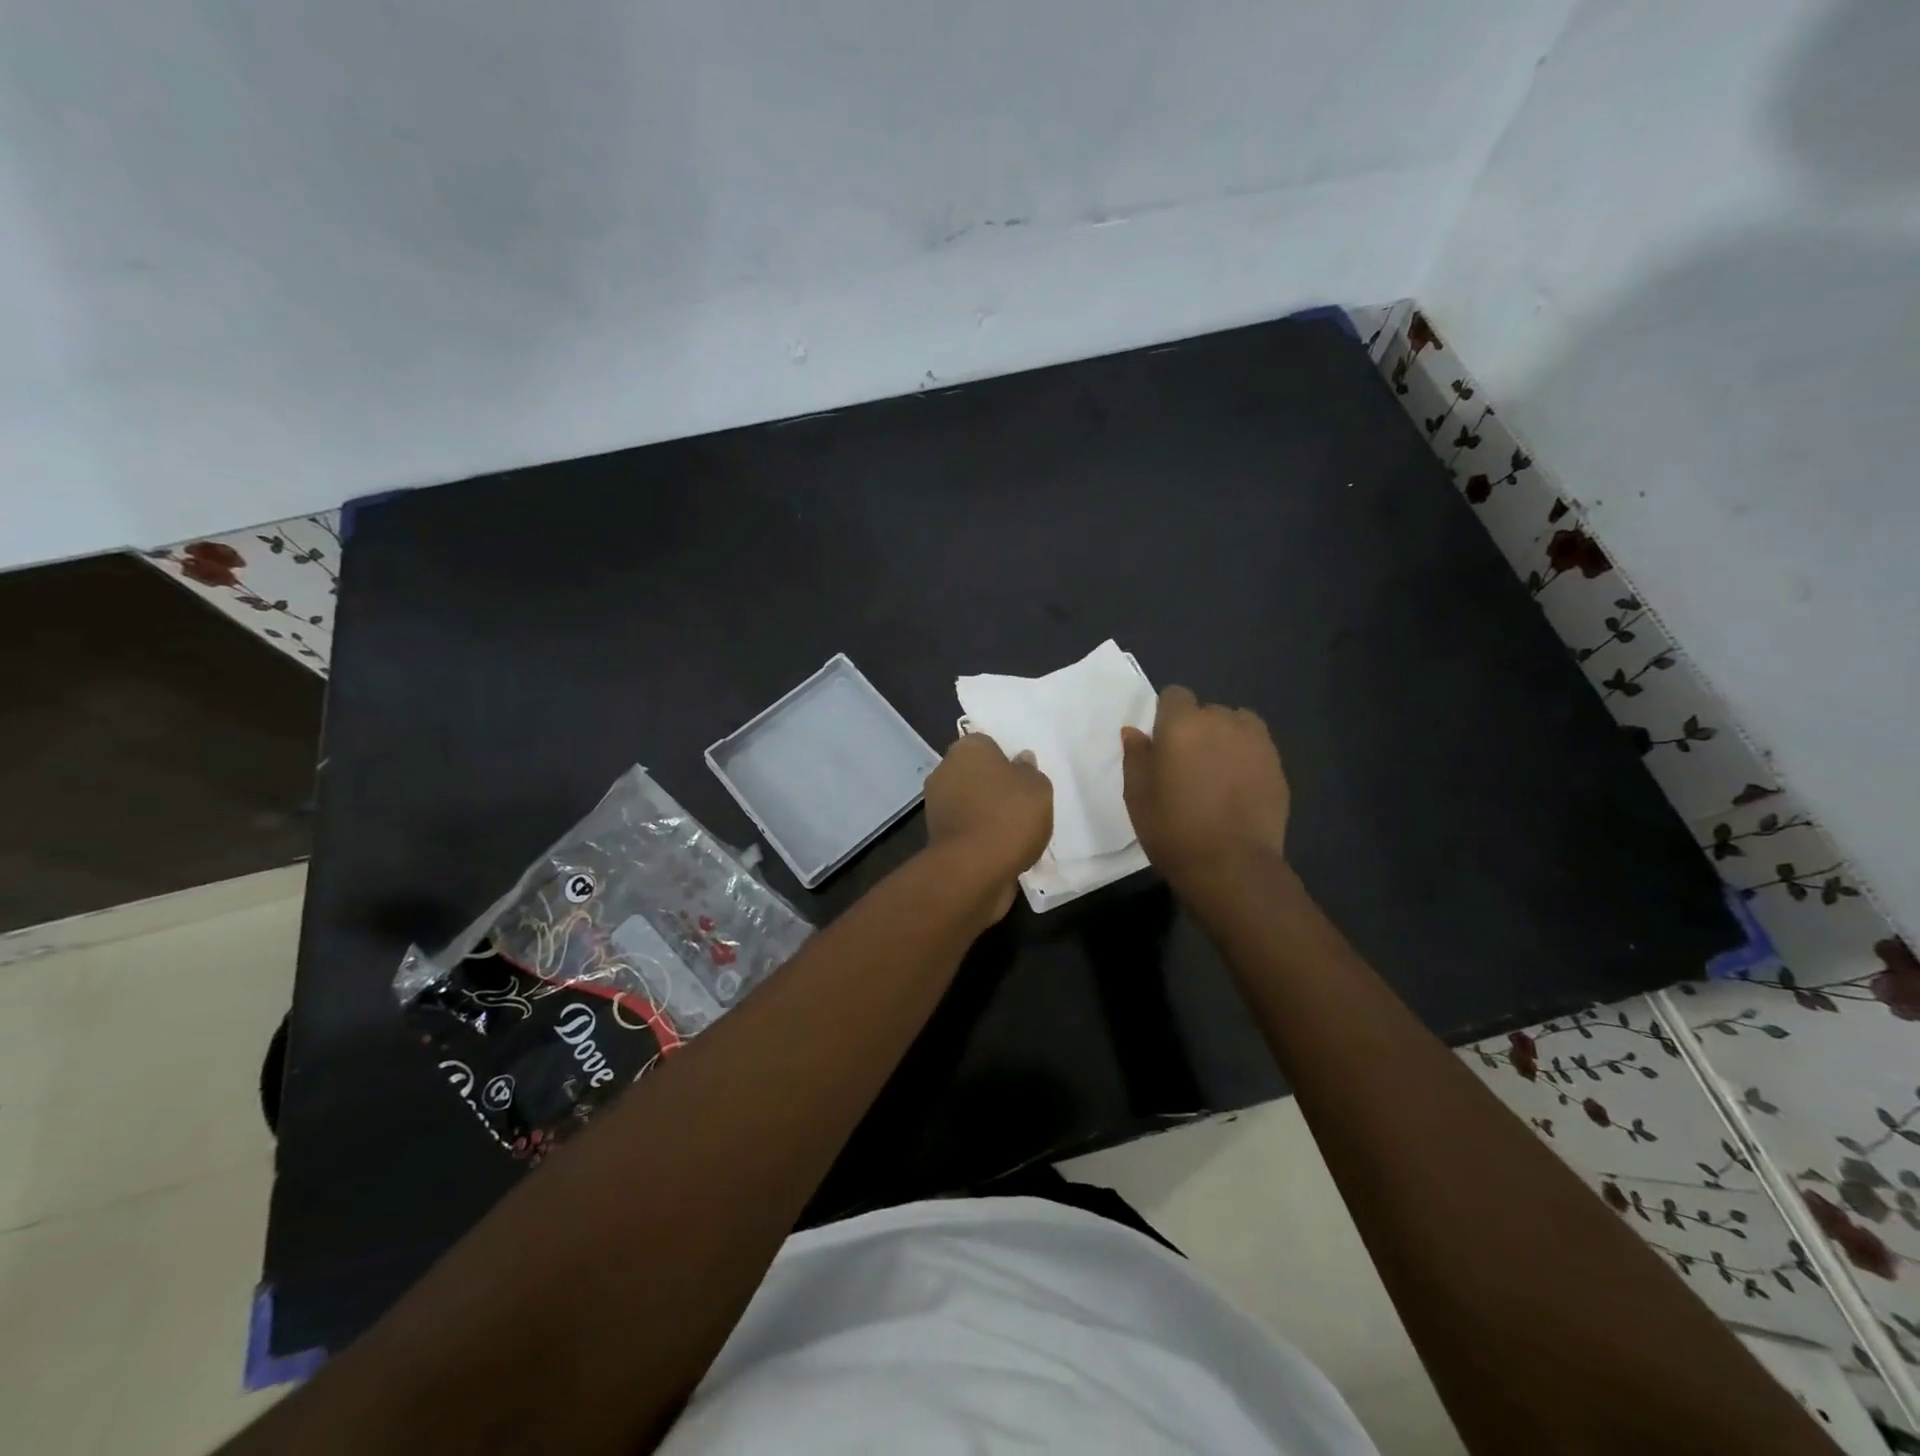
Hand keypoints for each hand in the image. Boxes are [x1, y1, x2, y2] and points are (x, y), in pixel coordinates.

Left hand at [924, 734, 1053, 922]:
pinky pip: (966, 828)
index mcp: (968, 748)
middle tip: (1023, 805)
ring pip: (970, 802)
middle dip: (995, 787)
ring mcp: (936, 804)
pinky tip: (1001, 849)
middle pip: (976, 773)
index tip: (1024, 778)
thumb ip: (1029, 770)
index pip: (988, 744)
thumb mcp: (1038, 787)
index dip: (1007, 760)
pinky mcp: (936, 835)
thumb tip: (1020, 760)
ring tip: (1016, 833)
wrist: (973, 869)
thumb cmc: (1009, 816)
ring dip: (987, 813)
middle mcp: (945, 770)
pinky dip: (980, 836)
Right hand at [1121, 686, 1290, 893]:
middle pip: (1207, 710)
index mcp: (1182, 725)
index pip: (1175, 695)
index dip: (1167, 714)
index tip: (1163, 743)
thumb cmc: (1173, 829)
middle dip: (1197, 728)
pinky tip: (1239, 787)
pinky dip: (1247, 757)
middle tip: (1188, 765)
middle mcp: (1221, 722)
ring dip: (1225, 738)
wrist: (1231, 866)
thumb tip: (1134, 731)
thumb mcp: (1137, 795)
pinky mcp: (1277, 764)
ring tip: (1218, 772)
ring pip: (1236, 724)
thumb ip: (1136, 756)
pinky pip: (1257, 746)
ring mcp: (1255, 742)